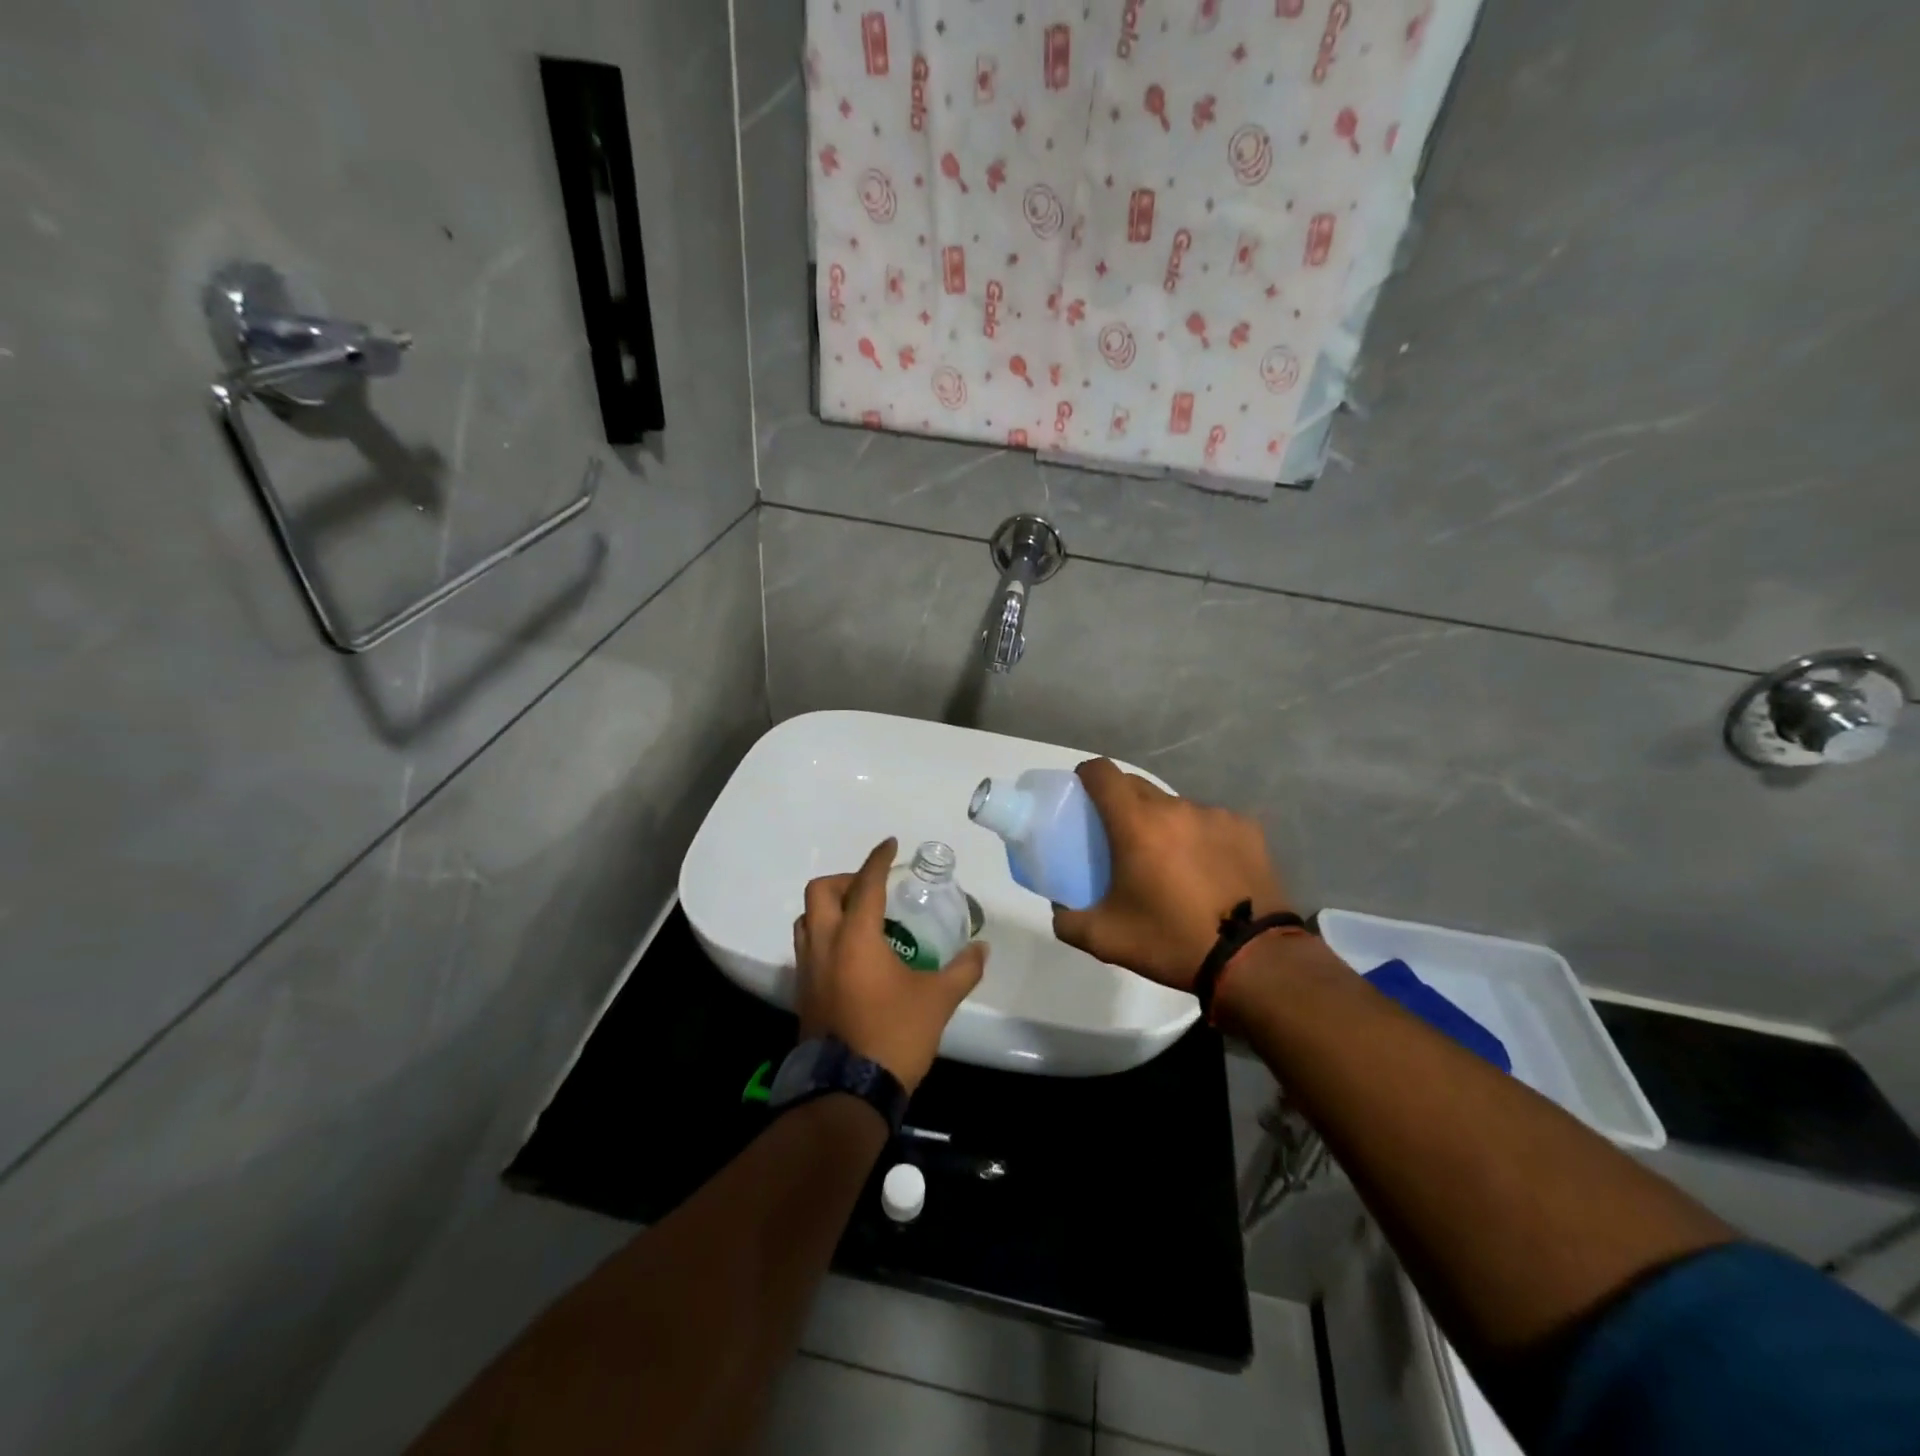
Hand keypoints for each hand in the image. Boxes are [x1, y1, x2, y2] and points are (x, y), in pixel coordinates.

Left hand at [793, 839, 986, 1091]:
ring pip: (806, 919)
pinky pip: (806, 947)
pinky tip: (849, 955)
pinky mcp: (803, 993)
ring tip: (859, 918)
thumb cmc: (894, 1035)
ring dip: (829, 908)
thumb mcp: (938, 1000)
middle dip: (846, 879)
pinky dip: (824, 936)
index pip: (866, 883)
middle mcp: (825, 945)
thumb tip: (982, 948)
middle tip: (873, 888)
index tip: (891, 845)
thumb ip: (963, 969)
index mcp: (855, 937)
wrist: (848, 1092)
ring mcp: (807, 970)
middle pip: (820, 892)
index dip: (879, 859)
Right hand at [1052, 759, 1290, 991]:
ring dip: (1163, 823)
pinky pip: (1210, 822)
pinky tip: (1209, 870)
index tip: (1081, 797)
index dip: (1086, 776)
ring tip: (1170, 861)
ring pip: (1175, 806)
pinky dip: (1200, 837)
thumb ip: (1069, 921)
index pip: (1102, 772)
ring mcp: (1215, 815)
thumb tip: (1060, 909)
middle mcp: (1175, 807)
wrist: (1255, 960)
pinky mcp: (1247, 828)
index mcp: (1136, 824)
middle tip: (1119, 837)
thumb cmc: (1173, 941)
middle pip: (1136, 786)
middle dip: (1121, 802)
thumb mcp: (1107, 940)